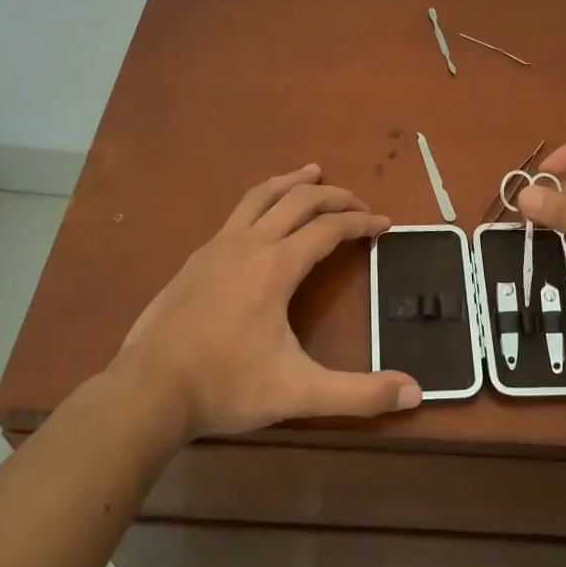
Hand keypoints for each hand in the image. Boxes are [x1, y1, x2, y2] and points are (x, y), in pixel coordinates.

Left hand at [118, 165, 421, 437]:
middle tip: (358, 202)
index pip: (329, 228)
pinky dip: (262, 201)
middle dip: (334, 196)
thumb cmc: (227, 386)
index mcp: (277, 266)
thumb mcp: (299, 393)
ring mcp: (217, 247)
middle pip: (298, 200)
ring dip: (292, 182)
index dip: (361, 222)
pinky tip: (261, 219)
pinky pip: (237, 214)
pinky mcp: (196, 259)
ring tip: (313, 173)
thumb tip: (416, 392)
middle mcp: (249, 244)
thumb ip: (359, 393)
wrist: (148, 391)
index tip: (384, 223)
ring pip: (261, 196)